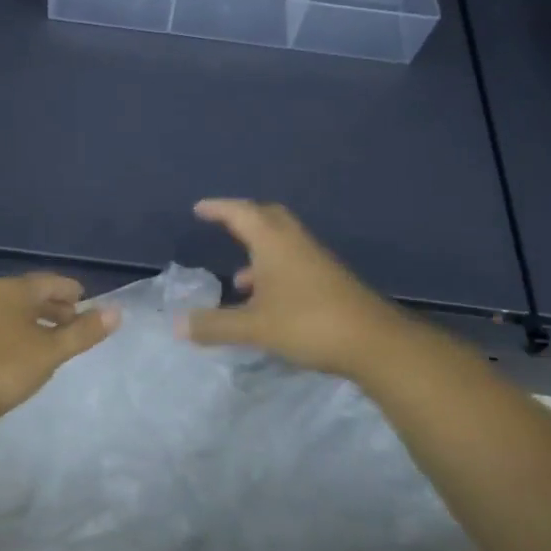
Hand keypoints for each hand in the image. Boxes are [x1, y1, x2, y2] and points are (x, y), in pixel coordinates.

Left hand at [0, 273, 119, 425]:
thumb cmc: (3, 368)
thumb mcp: (50, 352)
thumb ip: (83, 332)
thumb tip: (116, 311)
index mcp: (14, 289)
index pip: (51, 281)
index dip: (71, 291)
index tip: (86, 302)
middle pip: (29, 293)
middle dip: (53, 306)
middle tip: (72, 322)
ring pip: (11, 309)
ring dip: (33, 319)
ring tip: (48, 339)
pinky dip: (14, 330)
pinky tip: (18, 351)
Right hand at [179, 199, 421, 380]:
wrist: (373, 342)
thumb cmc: (308, 323)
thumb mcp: (254, 327)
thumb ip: (215, 325)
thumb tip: (177, 324)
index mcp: (274, 242)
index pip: (241, 213)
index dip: (218, 208)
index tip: (199, 209)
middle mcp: (295, 243)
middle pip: (267, 217)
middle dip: (243, 218)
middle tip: (223, 224)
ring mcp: (316, 260)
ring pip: (282, 243)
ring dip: (259, 251)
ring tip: (238, 279)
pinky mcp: (329, 280)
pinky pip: (293, 262)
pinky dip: (274, 271)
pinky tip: (267, 302)